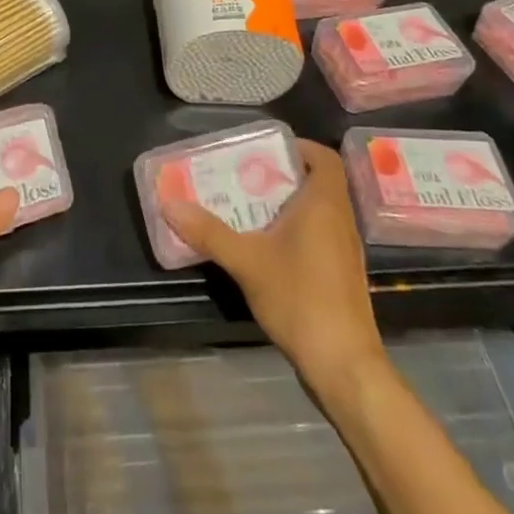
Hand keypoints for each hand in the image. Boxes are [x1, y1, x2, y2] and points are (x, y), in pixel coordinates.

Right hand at [161, 139, 384, 388]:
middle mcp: (340, 219)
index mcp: (325, 203)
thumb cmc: (300, 299)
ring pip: (319, 210)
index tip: (265, 151)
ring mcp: (345, 249)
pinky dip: (296, 229)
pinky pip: (320, 234)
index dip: (298, 147)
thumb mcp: (246, 261)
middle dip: (282, 175)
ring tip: (248, 207)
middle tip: (244, 176)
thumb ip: (208, 231)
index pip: (323, 157)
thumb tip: (169, 203)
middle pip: (317, 181)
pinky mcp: (341, 275)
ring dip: (288, 204)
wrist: (344, 365)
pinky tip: (266, 246)